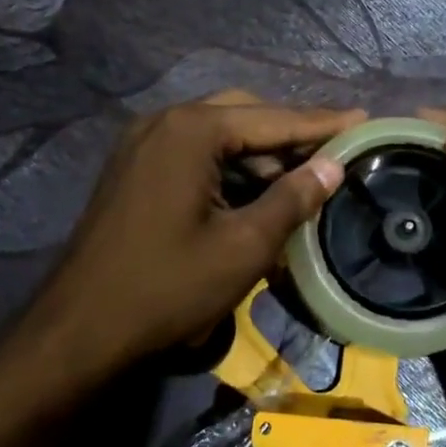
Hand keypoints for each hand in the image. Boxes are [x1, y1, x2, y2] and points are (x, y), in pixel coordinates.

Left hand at [24, 92, 363, 377]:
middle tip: (334, 155)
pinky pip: (193, 154)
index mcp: (190, 131)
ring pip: (216, 135)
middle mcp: (162, 123)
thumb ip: (292, 198)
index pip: (272, 118)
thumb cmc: (168, 288)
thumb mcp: (244, 247)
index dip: (322, 124)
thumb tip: (332, 166)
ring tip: (302, 178)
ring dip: (259, 154)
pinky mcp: (133, 171)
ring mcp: (141, 145)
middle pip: (243, 115)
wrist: (80, 330)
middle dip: (289, 135)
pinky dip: (228, 168)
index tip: (365, 118)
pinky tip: (253, 193)